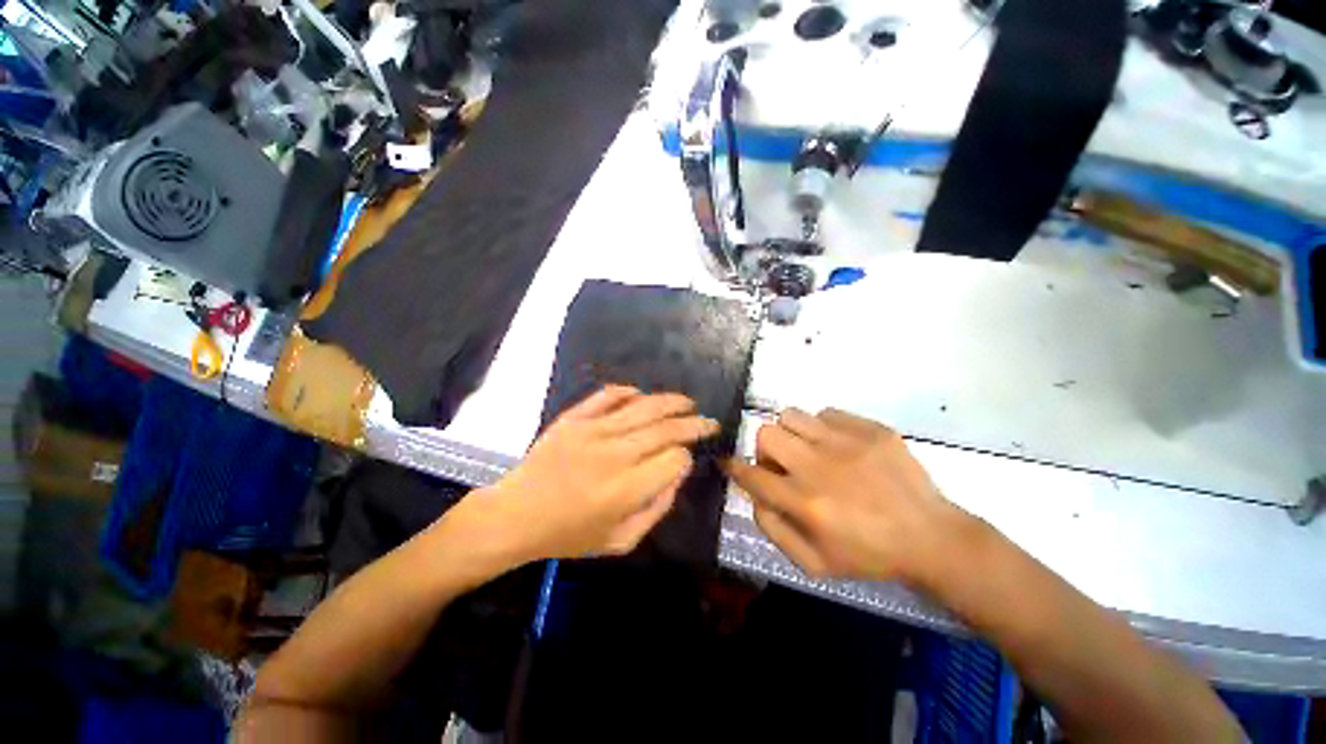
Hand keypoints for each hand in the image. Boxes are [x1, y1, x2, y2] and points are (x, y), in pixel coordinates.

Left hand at [443, 386, 718, 565]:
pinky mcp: (573, 418)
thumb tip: (677, 474)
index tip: (685, 459)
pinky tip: (640, 394)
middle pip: (665, 429)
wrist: (515, 515)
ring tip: (687, 402)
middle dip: (692, 424)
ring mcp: (592, 431)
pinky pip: (606, 396)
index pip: (673, 459)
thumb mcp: (620, 541)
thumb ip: (656, 509)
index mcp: (626, 488)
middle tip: (708, 421)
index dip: (685, 457)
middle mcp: (614, 454)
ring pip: (642, 407)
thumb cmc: (569, 535)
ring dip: (670, 402)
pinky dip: (627, 392)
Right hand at [728, 408, 962, 582]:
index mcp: (805, 502)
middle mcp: (819, 467)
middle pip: (767, 434)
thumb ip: (774, 529)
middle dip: (766, 449)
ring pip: (793, 415)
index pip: (752, 475)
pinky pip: (827, 413)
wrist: (931, 538)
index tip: (728, 462)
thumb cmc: (869, 555)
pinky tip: (839, 446)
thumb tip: (755, 495)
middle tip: (783, 463)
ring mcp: (846, 443)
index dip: (733, 467)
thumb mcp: (814, 563)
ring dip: (792, 433)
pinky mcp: (871, 429)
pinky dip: (823, 427)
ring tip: (809, 449)